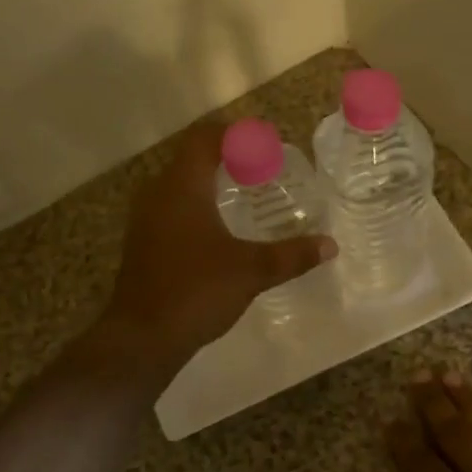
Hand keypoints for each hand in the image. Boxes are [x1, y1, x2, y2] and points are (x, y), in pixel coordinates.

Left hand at [103, 121, 335, 368]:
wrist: (142, 338)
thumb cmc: (196, 291)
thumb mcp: (251, 271)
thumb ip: (291, 255)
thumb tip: (329, 245)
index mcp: (182, 187)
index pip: (204, 138)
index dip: (234, 133)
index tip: (264, 142)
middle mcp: (157, 194)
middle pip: (191, 159)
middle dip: (226, 159)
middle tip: (261, 170)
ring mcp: (144, 220)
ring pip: (179, 186)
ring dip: (209, 184)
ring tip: (244, 197)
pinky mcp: (142, 243)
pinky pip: (171, 209)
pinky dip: (196, 208)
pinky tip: (219, 232)